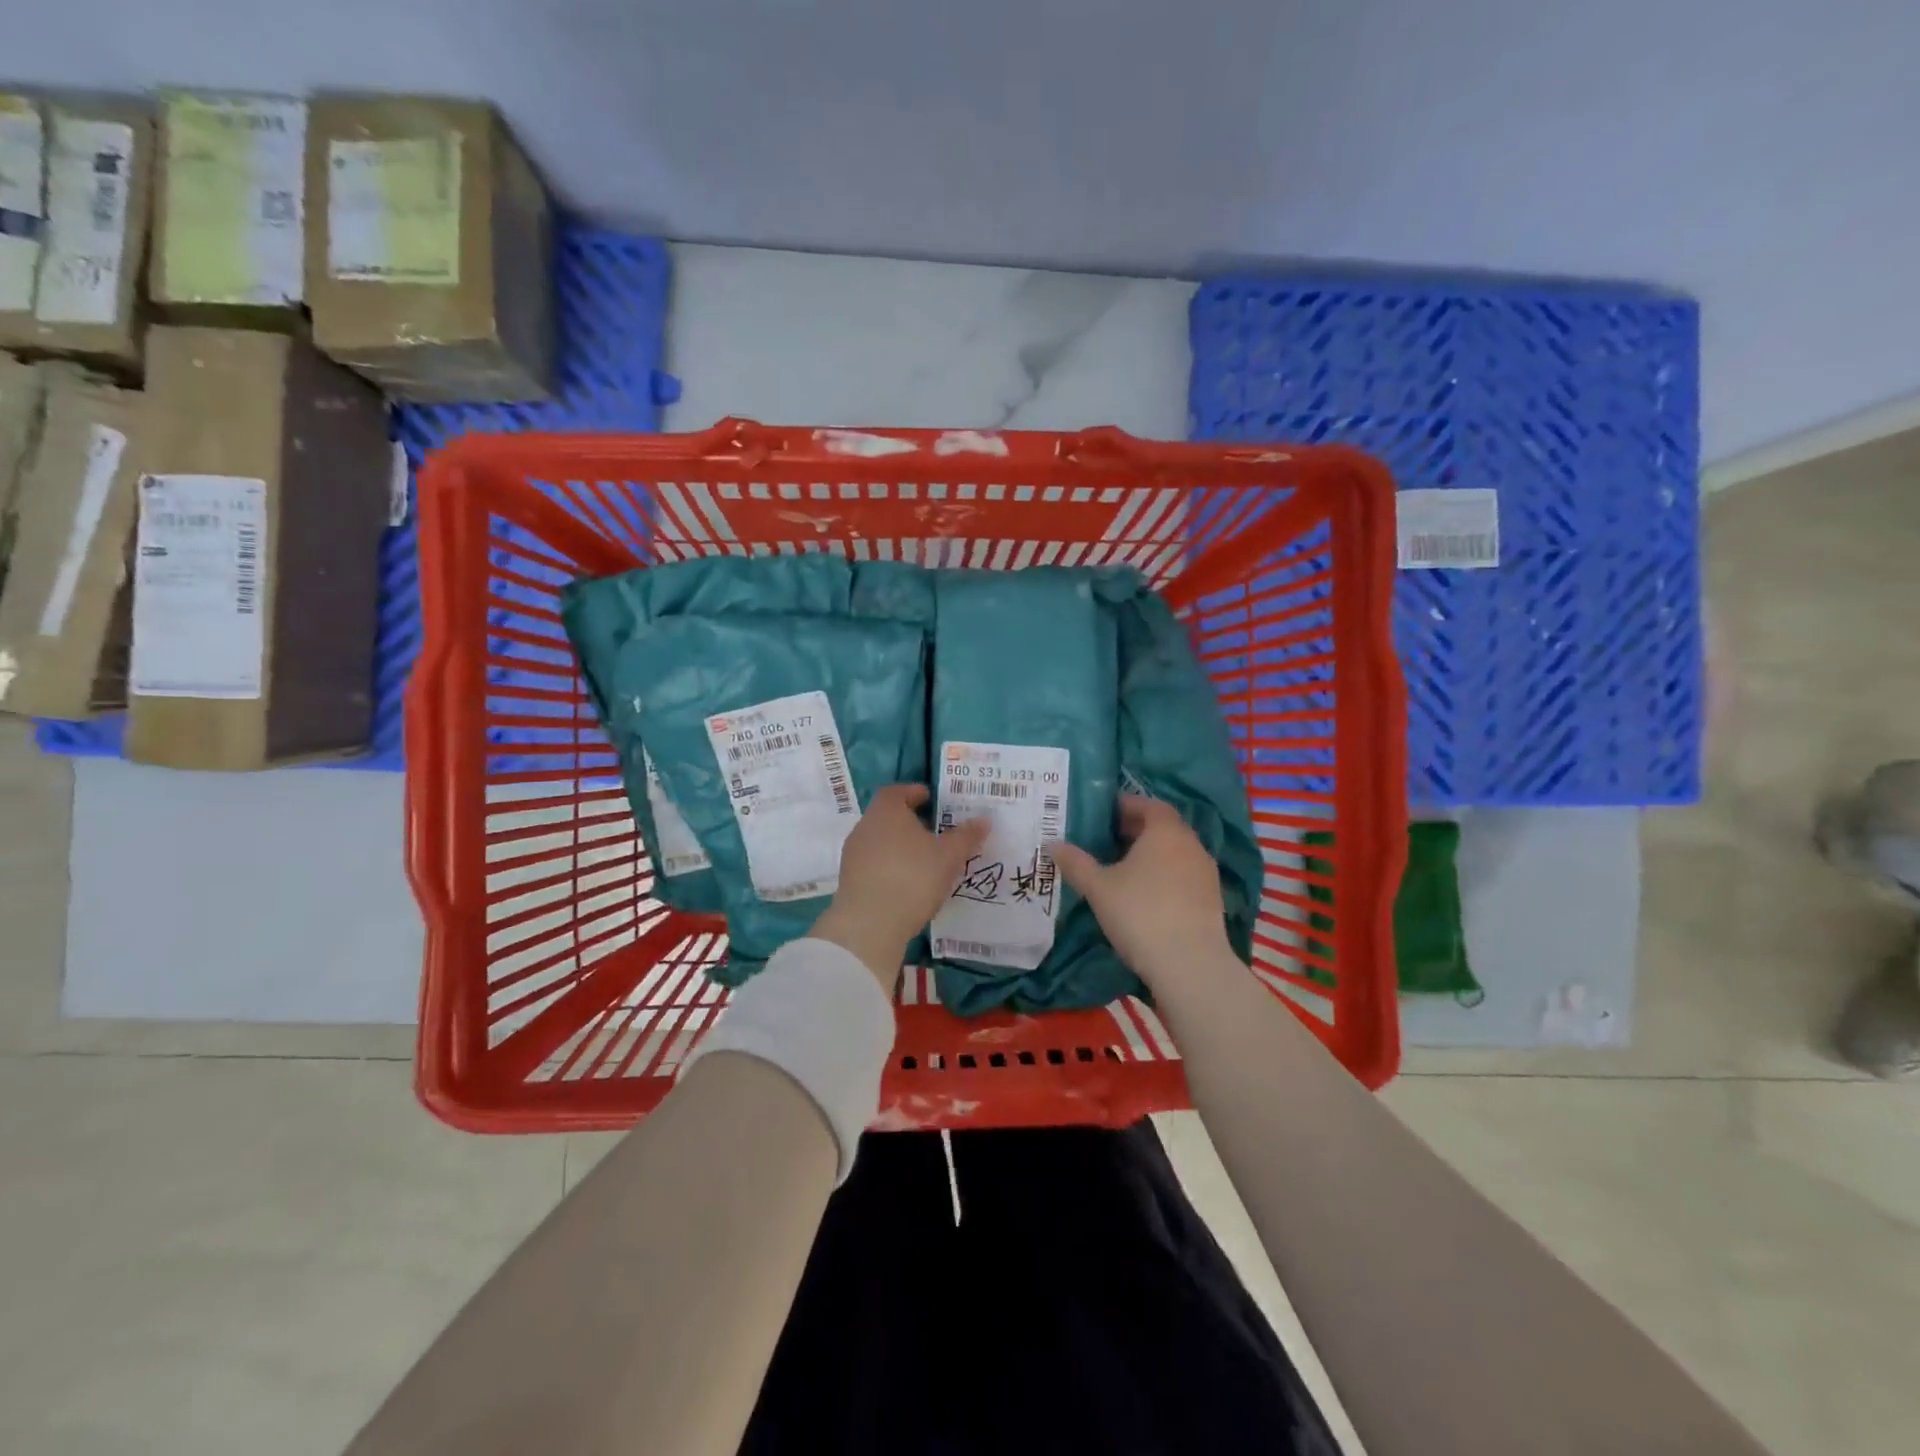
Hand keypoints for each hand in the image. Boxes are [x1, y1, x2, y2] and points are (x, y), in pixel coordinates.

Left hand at [813, 784, 989, 991]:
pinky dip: (890, 866)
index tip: (930, 799)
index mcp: (886, 811)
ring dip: (900, 846)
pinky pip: (874, 864)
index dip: (914, 792)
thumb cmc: (912, 878)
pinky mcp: (849, 880)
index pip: (896, 791)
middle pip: (887, 816)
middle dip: (910, 821)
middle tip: (934, 831)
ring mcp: (853, 854)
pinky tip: (907, 882)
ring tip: (924, 860)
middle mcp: (865, 826)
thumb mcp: (949, 857)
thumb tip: (984, 820)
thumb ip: (966, 836)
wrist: (869, 924)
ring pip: (880, 841)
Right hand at [1052, 795, 1231, 986]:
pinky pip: (1185, 875)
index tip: (1106, 812)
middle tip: (1109, 838)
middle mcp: (1191, 845)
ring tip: (1125, 867)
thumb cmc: (1139, 913)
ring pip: (1176, 852)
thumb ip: (1075, 863)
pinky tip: (1147, 894)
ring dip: (1153, 853)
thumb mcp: (1098, 887)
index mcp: (1165, 831)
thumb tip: (1052, 844)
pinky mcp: (1212, 899)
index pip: (1150, 804)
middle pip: (1164, 827)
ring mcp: (1206, 873)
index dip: (1128, 805)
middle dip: (1138, 829)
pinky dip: (1166, 874)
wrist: (1189, 963)